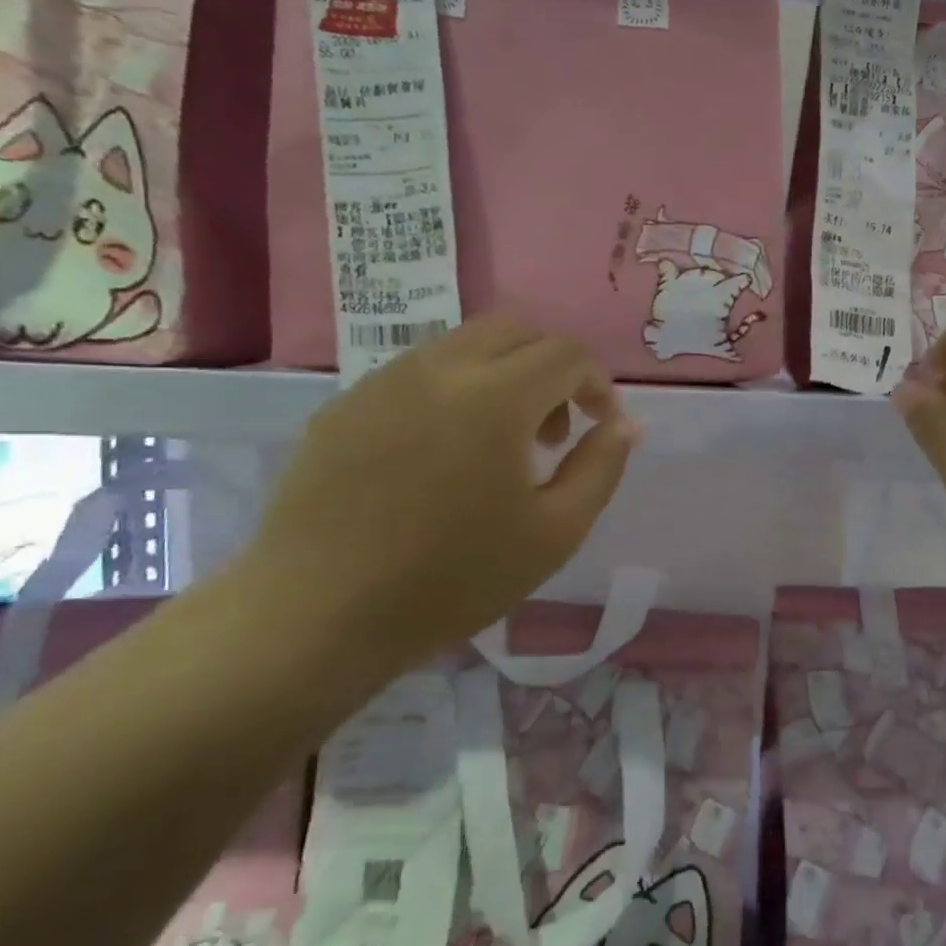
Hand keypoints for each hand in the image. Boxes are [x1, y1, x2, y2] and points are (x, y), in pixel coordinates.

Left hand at [239, 318, 638, 681]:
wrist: (318, 614)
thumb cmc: (452, 580)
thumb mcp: (555, 533)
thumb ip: (601, 467)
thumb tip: (627, 423)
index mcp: (496, 397)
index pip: (566, 353)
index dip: (597, 382)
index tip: (601, 425)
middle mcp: (440, 369)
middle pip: (515, 330)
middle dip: (551, 367)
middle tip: (553, 431)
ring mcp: (384, 380)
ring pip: (463, 345)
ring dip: (502, 375)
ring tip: (498, 445)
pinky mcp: (346, 403)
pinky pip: (417, 371)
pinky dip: (453, 390)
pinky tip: (441, 455)